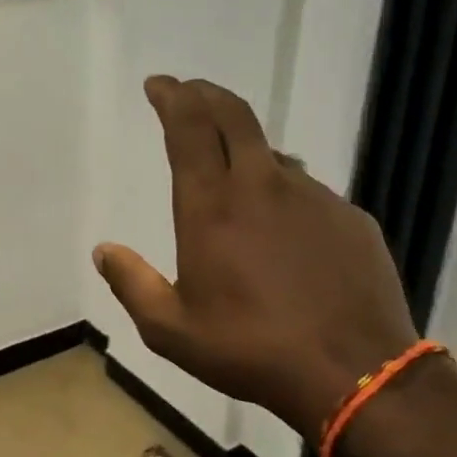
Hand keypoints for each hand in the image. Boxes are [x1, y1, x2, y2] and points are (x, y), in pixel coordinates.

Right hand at [92, 76, 418, 440]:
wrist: (353, 372)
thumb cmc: (250, 350)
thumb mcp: (171, 331)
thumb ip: (132, 284)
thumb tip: (104, 250)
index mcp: (211, 207)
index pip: (188, 128)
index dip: (172, 97)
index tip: (159, 84)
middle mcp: (262, 186)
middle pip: (233, 116)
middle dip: (205, 95)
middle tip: (188, 92)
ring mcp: (313, 197)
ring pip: (272, 154)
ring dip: (244, 148)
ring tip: (231, 171)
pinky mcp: (349, 217)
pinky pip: (307, 190)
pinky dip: (283, 191)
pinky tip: (283, 228)